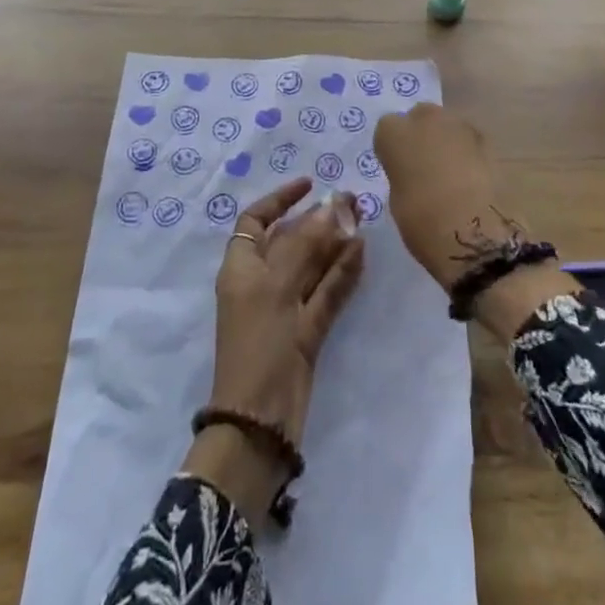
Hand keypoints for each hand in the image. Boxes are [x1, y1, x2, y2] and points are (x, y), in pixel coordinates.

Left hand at [183, 178, 364, 519]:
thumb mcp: (275, 285)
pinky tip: (362, 252)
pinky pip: (326, 292)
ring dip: (335, 242)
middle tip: (353, 201)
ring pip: (313, 264)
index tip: (310, 185)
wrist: (260, 420)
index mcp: (242, 267)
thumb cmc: (257, 342)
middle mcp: (262, 282)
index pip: (256, 220)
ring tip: (363, 220)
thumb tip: (330, 205)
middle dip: (319, 219)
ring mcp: (286, 307)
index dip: (280, 199)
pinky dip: (343, 272)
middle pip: (291, 239)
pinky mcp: (308, 330)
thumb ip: (304, 243)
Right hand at [373, 103, 573, 340]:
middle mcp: (425, 119)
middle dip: (422, 135)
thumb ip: (403, 174)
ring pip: (448, 126)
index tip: (398, 168)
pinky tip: (470, 179)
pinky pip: (469, 141)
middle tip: (424, 166)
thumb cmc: (422, 221)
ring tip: (450, 174)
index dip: (394, 148)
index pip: (387, 129)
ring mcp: (459, 125)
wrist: (474, 231)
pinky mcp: (487, 140)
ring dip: (447, 142)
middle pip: (420, 117)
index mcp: (394, 132)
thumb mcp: (397, 198)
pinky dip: (468, 154)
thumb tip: (413, 175)